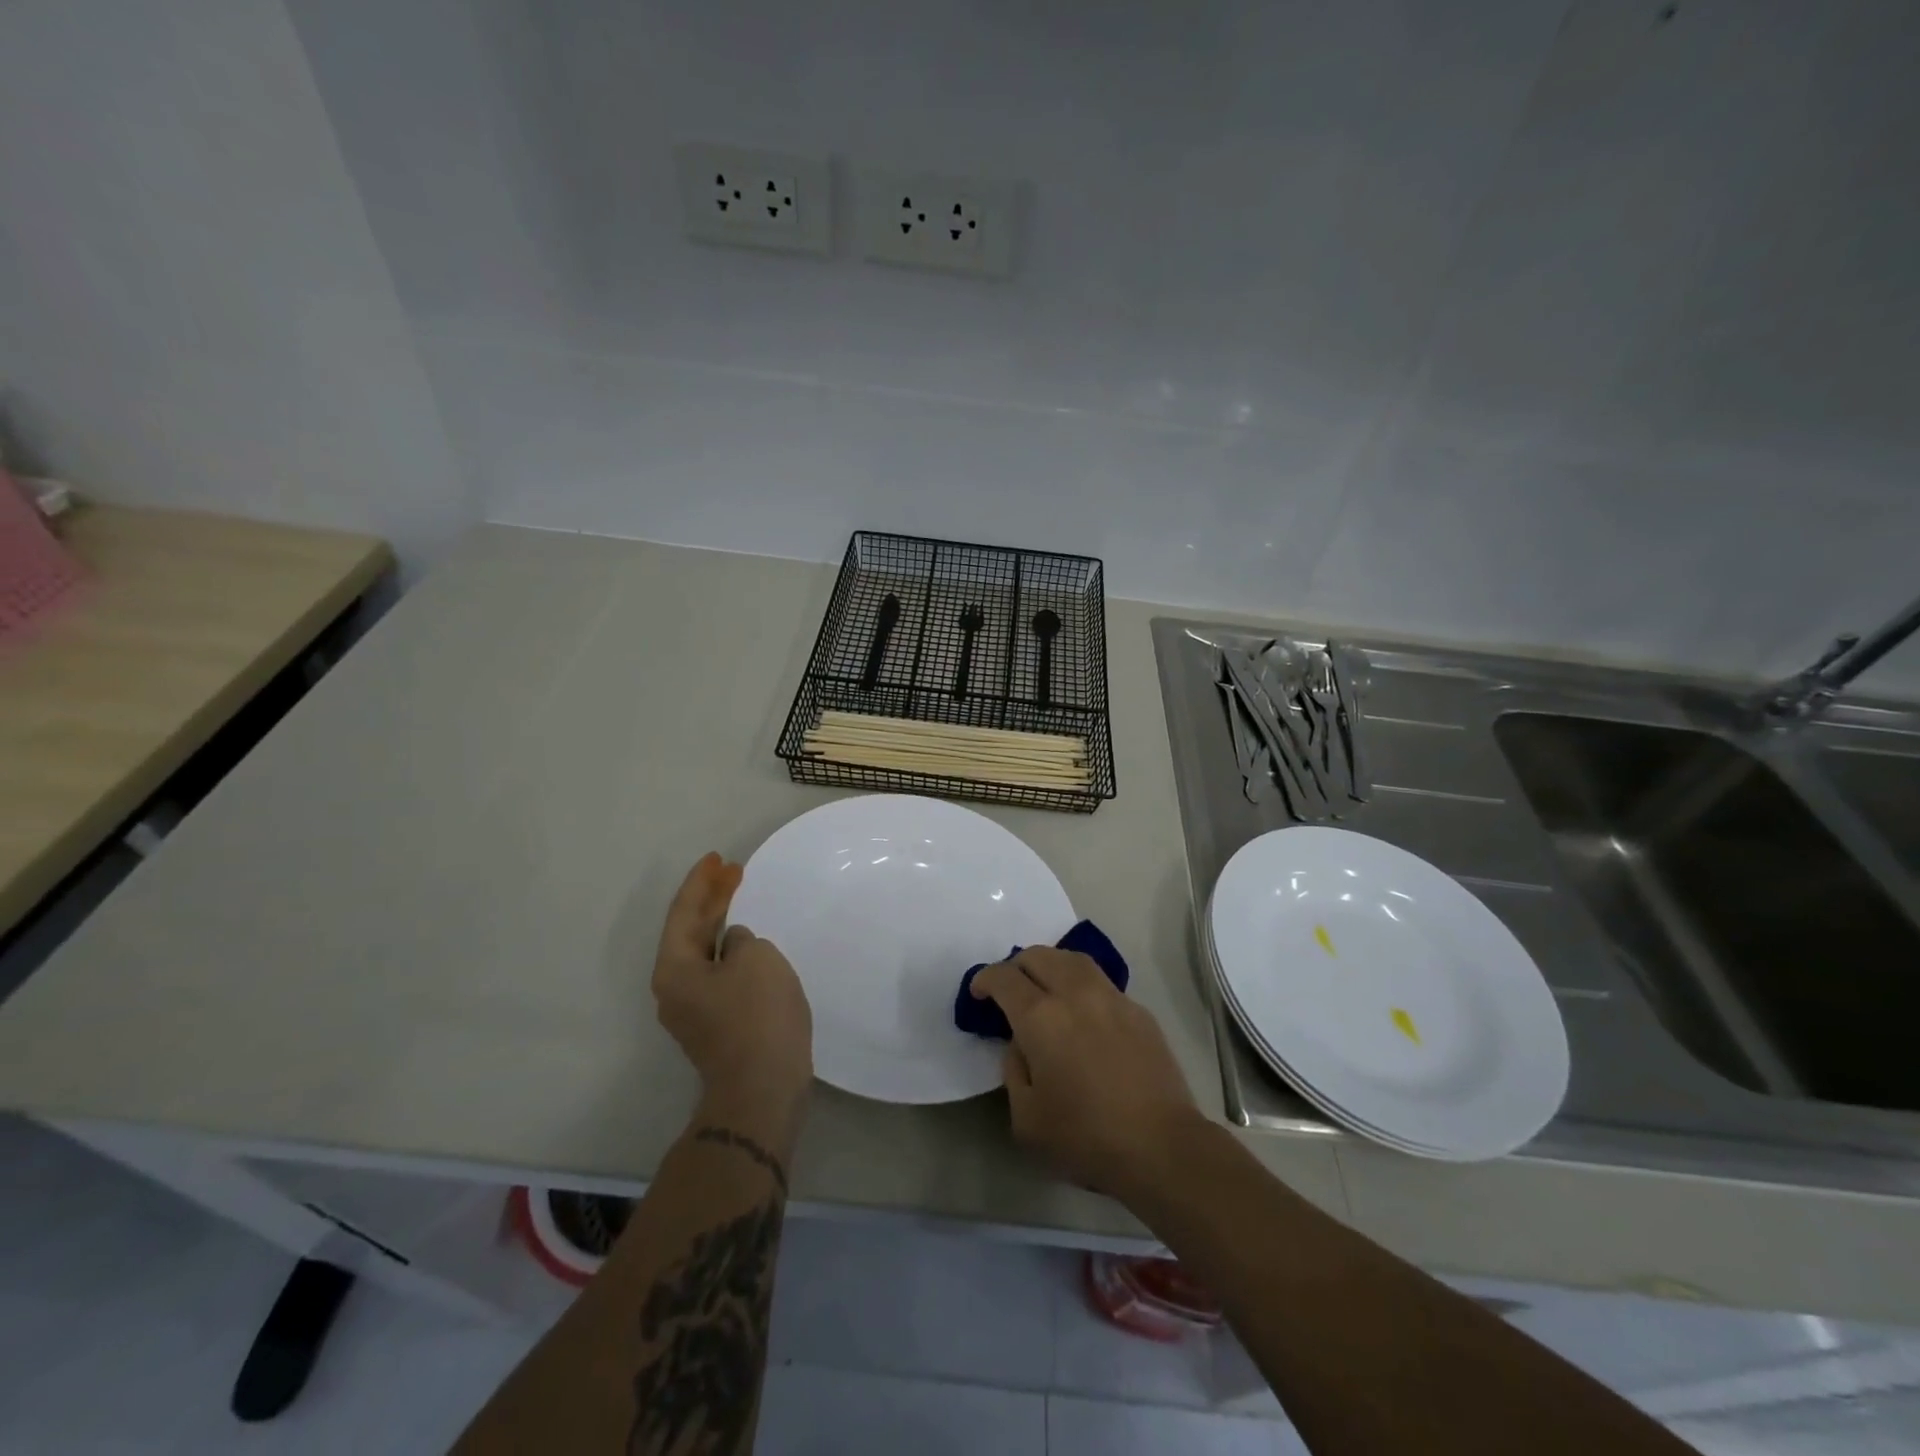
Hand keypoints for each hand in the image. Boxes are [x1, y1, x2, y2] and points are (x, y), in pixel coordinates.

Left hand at [653, 853, 813, 1137]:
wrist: (763, 1088)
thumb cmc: (757, 1015)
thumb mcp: (756, 959)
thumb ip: (741, 939)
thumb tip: (733, 947)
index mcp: (674, 968)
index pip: (684, 912)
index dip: (701, 882)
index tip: (717, 858)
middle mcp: (674, 988)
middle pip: (690, 932)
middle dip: (711, 900)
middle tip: (733, 871)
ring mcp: (693, 1010)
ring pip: (705, 953)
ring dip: (722, 925)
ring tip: (741, 900)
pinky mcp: (716, 1025)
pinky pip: (719, 974)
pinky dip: (731, 951)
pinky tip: (750, 944)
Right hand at [970, 946, 1200, 1201]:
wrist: (1162, 1147)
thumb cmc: (1086, 1138)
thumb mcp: (1026, 1119)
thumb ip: (1014, 1070)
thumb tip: (1021, 1045)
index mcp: (1041, 1018)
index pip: (1004, 978)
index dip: (985, 980)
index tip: (979, 993)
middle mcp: (1075, 994)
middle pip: (1039, 955)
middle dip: (1017, 966)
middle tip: (1010, 989)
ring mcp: (1112, 998)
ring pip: (1073, 959)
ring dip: (1051, 965)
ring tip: (1046, 988)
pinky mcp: (1139, 1011)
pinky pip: (1101, 983)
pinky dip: (1082, 986)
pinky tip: (1084, 1013)